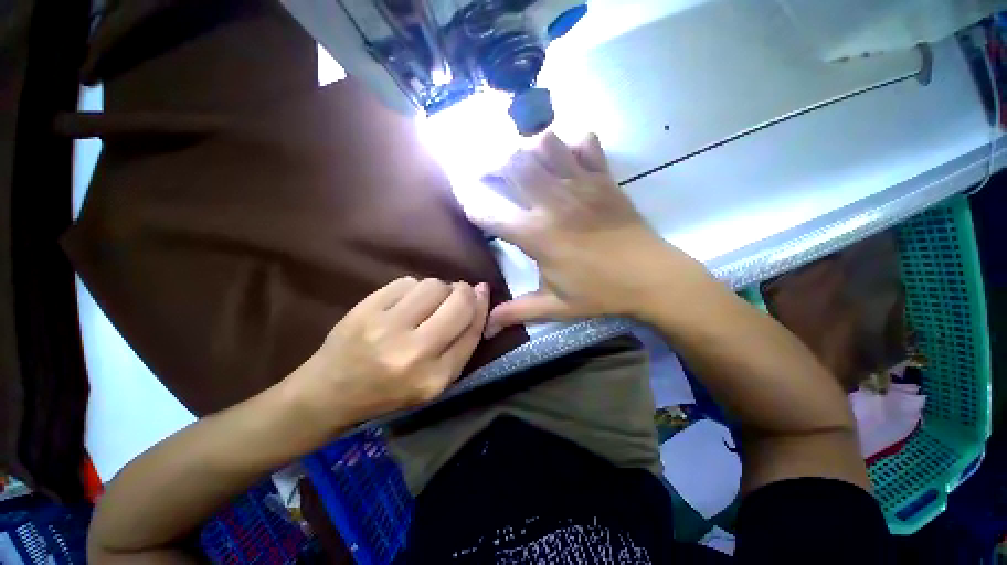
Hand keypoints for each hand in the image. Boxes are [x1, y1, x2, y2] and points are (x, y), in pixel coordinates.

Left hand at [287, 277, 488, 427]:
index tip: (483, 292)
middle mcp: (414, 352)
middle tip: (457, 294)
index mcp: (435, 377)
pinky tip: (404, 303)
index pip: (473, 328)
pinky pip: (407, 282)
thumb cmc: (390, 391)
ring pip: (434, 285)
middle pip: (458, 301)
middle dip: (464, 292)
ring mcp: (386, 327)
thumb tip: (480, 295)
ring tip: (427, 303)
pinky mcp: (365, 309)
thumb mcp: (435, 380)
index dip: (482, 305)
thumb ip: (463, 343)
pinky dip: (413, 288)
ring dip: (438, 289)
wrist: (329, 393)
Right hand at [469, 132, 708, 336]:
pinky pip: (586, 144)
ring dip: (530, 150)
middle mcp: (553, 203)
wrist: (652, 278)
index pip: (489, 213)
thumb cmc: (600, 293)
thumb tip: (486, 327)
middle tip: (493, 177)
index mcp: (537, 236)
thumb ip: (518, 311)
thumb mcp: (556, 306)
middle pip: (513, 163)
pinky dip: (572, 145)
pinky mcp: (604, 179)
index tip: (469, 204)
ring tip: (529, 166)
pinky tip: (568, 161)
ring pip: (546, 144)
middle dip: (494, 165)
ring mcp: (581, 185)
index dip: (472, 205)